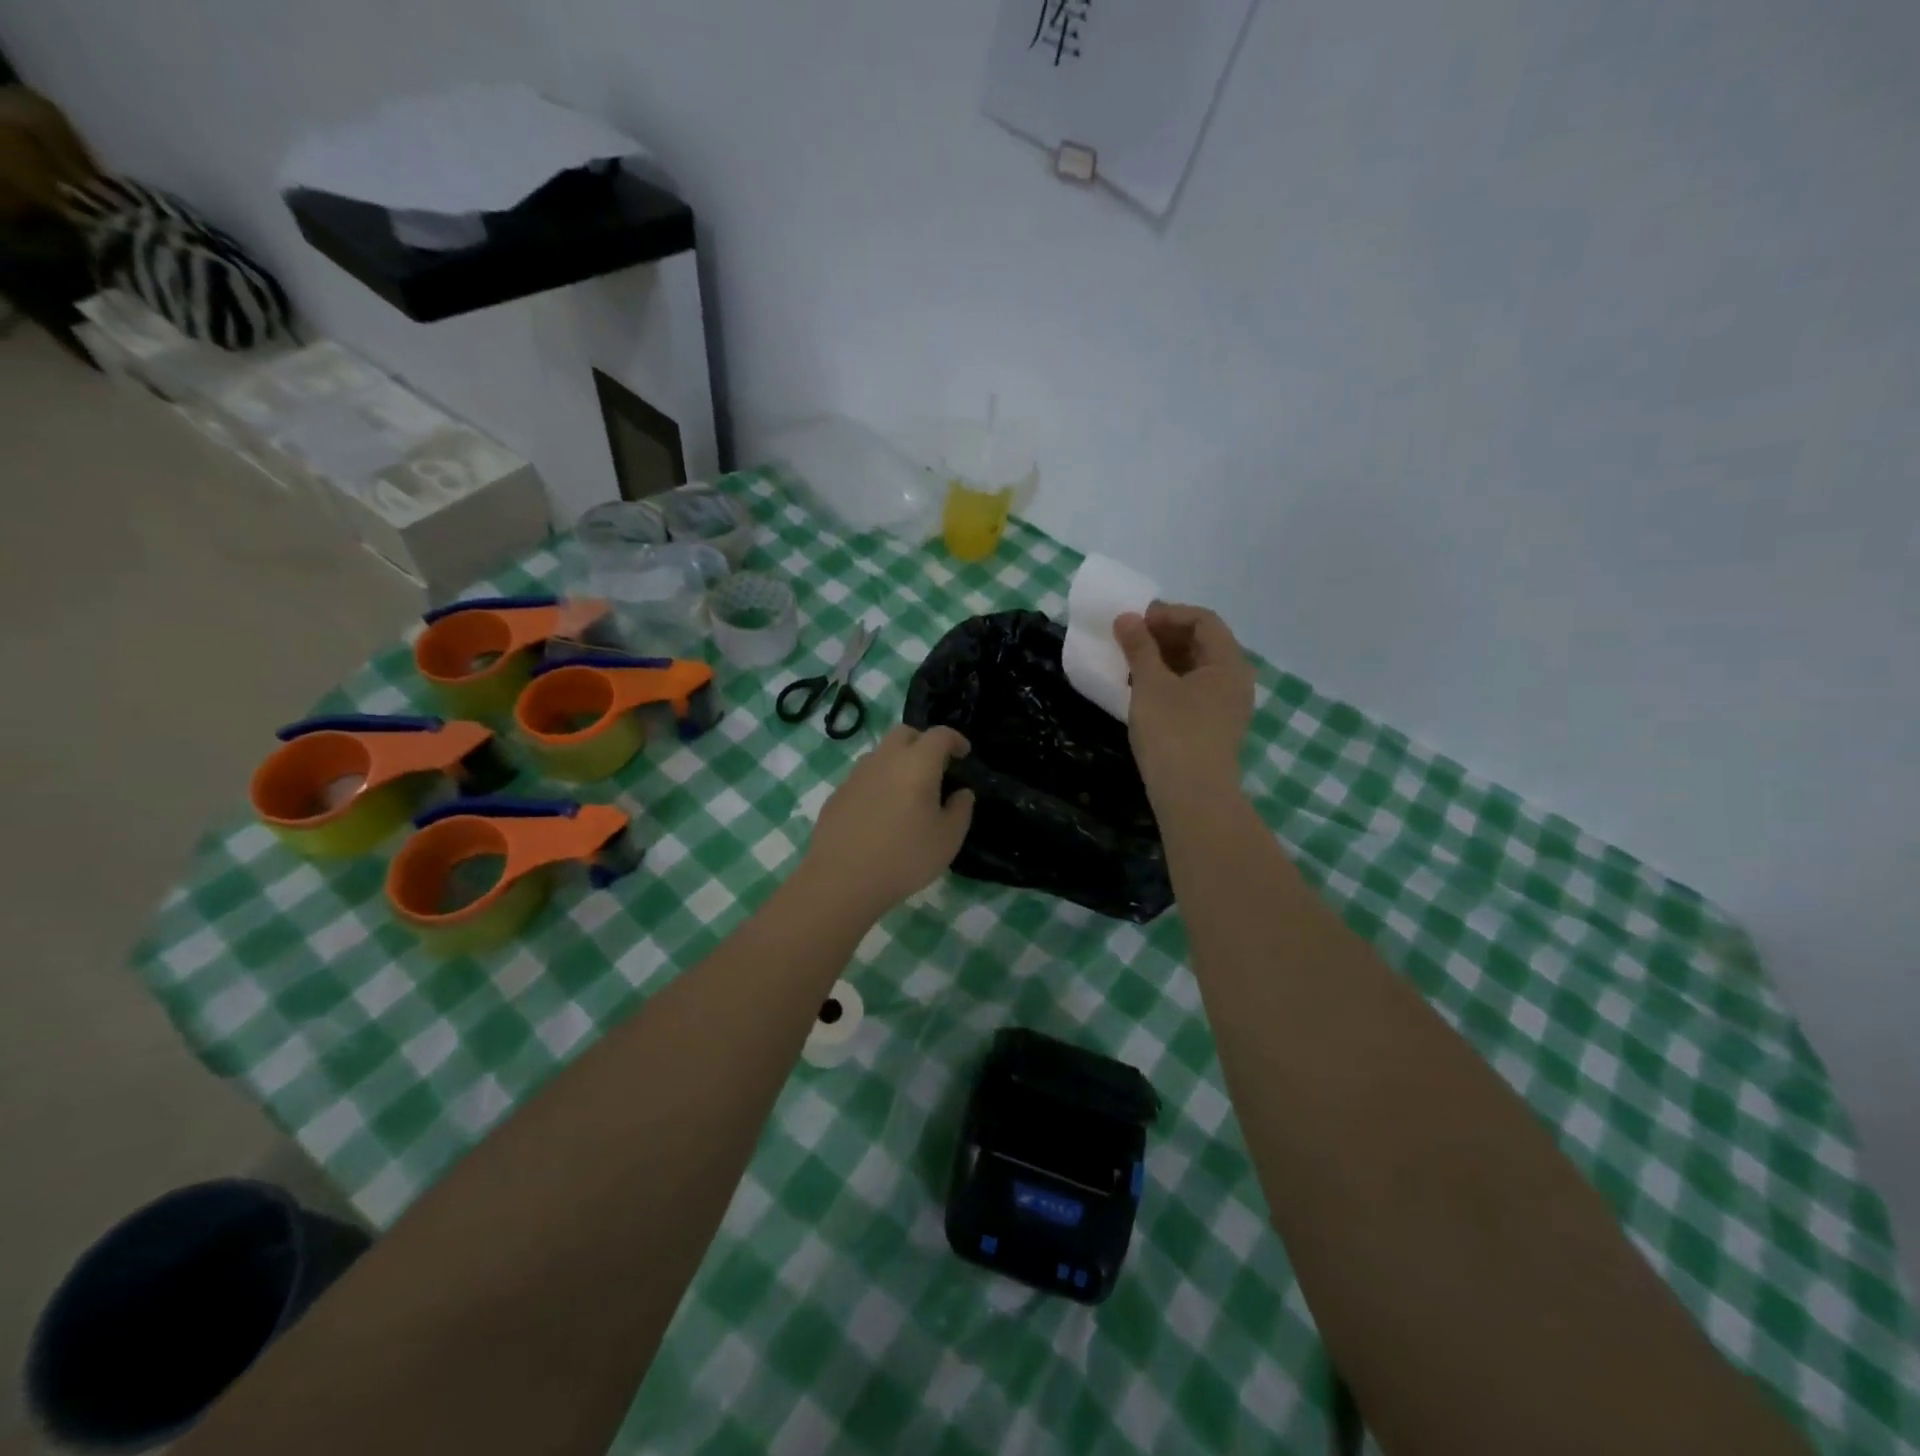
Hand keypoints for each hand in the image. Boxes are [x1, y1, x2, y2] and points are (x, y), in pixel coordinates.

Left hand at [801, 725, 975, 918]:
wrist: (842, 880)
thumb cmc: (904, 857)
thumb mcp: (948, 839)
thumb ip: (960, 810)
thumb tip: (961, 793)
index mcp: (916, 764)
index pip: (939, 735)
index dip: (955, 739)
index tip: (964, 753)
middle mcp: (884, 760)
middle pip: (904, 734)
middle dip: (923, 742)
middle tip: (935, 766)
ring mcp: (856, 775)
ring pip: (881, 754)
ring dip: (898, 761)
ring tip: (907, 791)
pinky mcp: (837, 794)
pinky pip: (863, 777)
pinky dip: (878, 783)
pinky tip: (881, 812)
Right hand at [1114, 602, 1254, 796]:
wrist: (1192, 795)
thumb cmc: (1173, 732)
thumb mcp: (1150, 684)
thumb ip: (1139, 647)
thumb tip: (1127, 618)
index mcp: (1228, 662)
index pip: (1203, 620)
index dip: (1168, 614)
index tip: (1136, 621)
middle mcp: (1236, 680)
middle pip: (1203, 643)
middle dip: (1165, 636)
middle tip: (1130, 640)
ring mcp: (1228, 707)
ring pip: (1197, 669)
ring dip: (1165, 660)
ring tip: (1132, 665)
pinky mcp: (1215, 728)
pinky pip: (1194, 692)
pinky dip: (1170, 683)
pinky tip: (1143, 693)